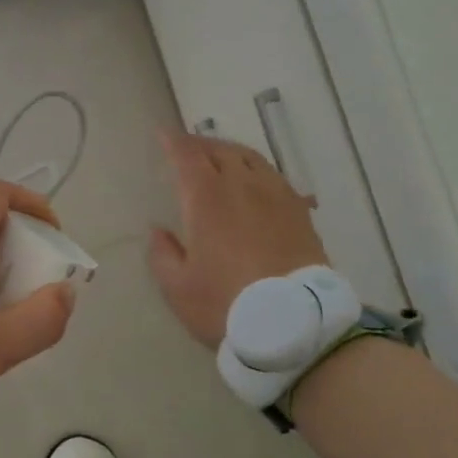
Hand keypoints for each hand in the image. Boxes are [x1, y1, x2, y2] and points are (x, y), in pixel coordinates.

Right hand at [148, 130, 327, 347]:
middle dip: (200, 144)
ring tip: (220, 157)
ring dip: (230, 151)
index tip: (163, 134)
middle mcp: (241, 186)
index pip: (187, 156)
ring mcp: (275, 196)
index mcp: (206, 198)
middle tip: (187, 148)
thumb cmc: (226, 304)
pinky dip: (256, 170)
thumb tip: (158, 231)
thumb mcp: (178, 288)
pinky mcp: (299, 211)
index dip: (173, 142)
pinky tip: (254, 181)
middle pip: (219, 150)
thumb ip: (163, 254)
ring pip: (250, 158)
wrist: (295, 323)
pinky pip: (273, 176)